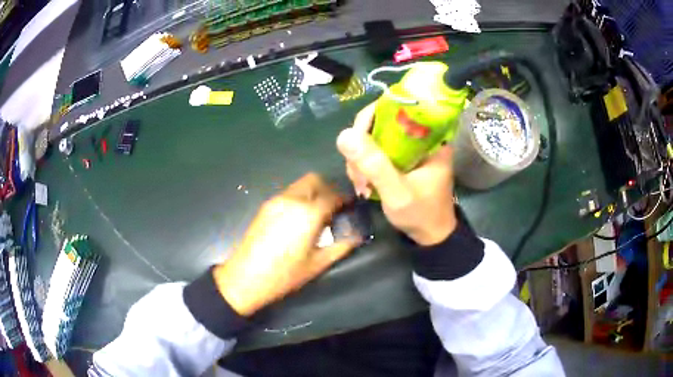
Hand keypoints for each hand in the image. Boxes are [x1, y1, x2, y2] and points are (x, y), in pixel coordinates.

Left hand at [213, 173, 360, 316]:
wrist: (246, 277)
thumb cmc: (284, 274)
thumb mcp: (317, 264)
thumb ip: (341, 247)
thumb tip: (357, 236)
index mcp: (308, 213)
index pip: (332, 195)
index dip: (344, 199)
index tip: (350, 207)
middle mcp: (292, 200)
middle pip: (314, 180)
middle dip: (328, 189)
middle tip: (334, 208)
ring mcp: (275, 201)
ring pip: (299, 185)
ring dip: (312, 193)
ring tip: (317, 215)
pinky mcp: (265, 207)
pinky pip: (288, 194)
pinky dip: (299, 199)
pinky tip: (299, 220)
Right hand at [337, 103, 456, 245]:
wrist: (431, 236)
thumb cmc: (422, 215)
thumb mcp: (398, 193)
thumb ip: (374, 165)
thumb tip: (344, 135)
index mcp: (430, 136)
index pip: (395, 108)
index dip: (369, 119)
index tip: (355, 142)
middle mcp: (420, 136)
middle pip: (380, 123)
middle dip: (362, 147)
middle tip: (358, 175)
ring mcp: (409, 148)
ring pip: (374, 138)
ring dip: (360, 160)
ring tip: (361, 185)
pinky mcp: (401, 158)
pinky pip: (376, 151)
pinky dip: (365, 166)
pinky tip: (363, 184)